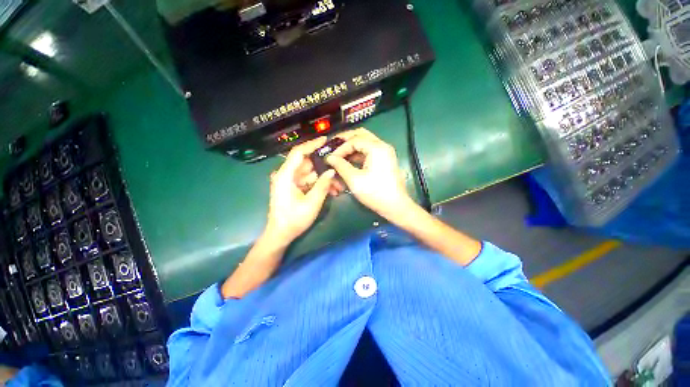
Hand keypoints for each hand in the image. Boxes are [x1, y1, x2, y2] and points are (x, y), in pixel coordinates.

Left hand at [265, 137, 336, 243]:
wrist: (280, 234)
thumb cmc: (293, 220)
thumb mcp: (311, 203)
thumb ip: (323, 185)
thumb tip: (332, 171)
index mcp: (285, 176)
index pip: (298, 153)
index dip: (311, 144)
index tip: (325, 140)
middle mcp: (286, 175)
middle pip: (306, 163)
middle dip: (323, 165)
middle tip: (338, 165)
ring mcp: (290, 181)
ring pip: (309, 173)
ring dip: (323, 177)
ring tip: (338, 183)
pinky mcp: (293, 188)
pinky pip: (308, 181)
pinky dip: (318, 184)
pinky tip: (331, 189)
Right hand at [326, 128, 415, 221]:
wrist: (395, 206)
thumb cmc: (375, 193)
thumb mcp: (355, 180)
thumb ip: (341, 166)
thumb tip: (329, 158)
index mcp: (377, 148)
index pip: (354, 140)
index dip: (340, 148)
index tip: (330, 157)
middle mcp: (382, 146)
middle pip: (361, 135)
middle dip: (346, 139)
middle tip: (333, 145)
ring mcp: (385, 152)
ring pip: (365, 142)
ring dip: (352, 146)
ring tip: (339, 153)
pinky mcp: (384, 160)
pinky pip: (369, 151)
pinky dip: (358, 153)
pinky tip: (349, 160)